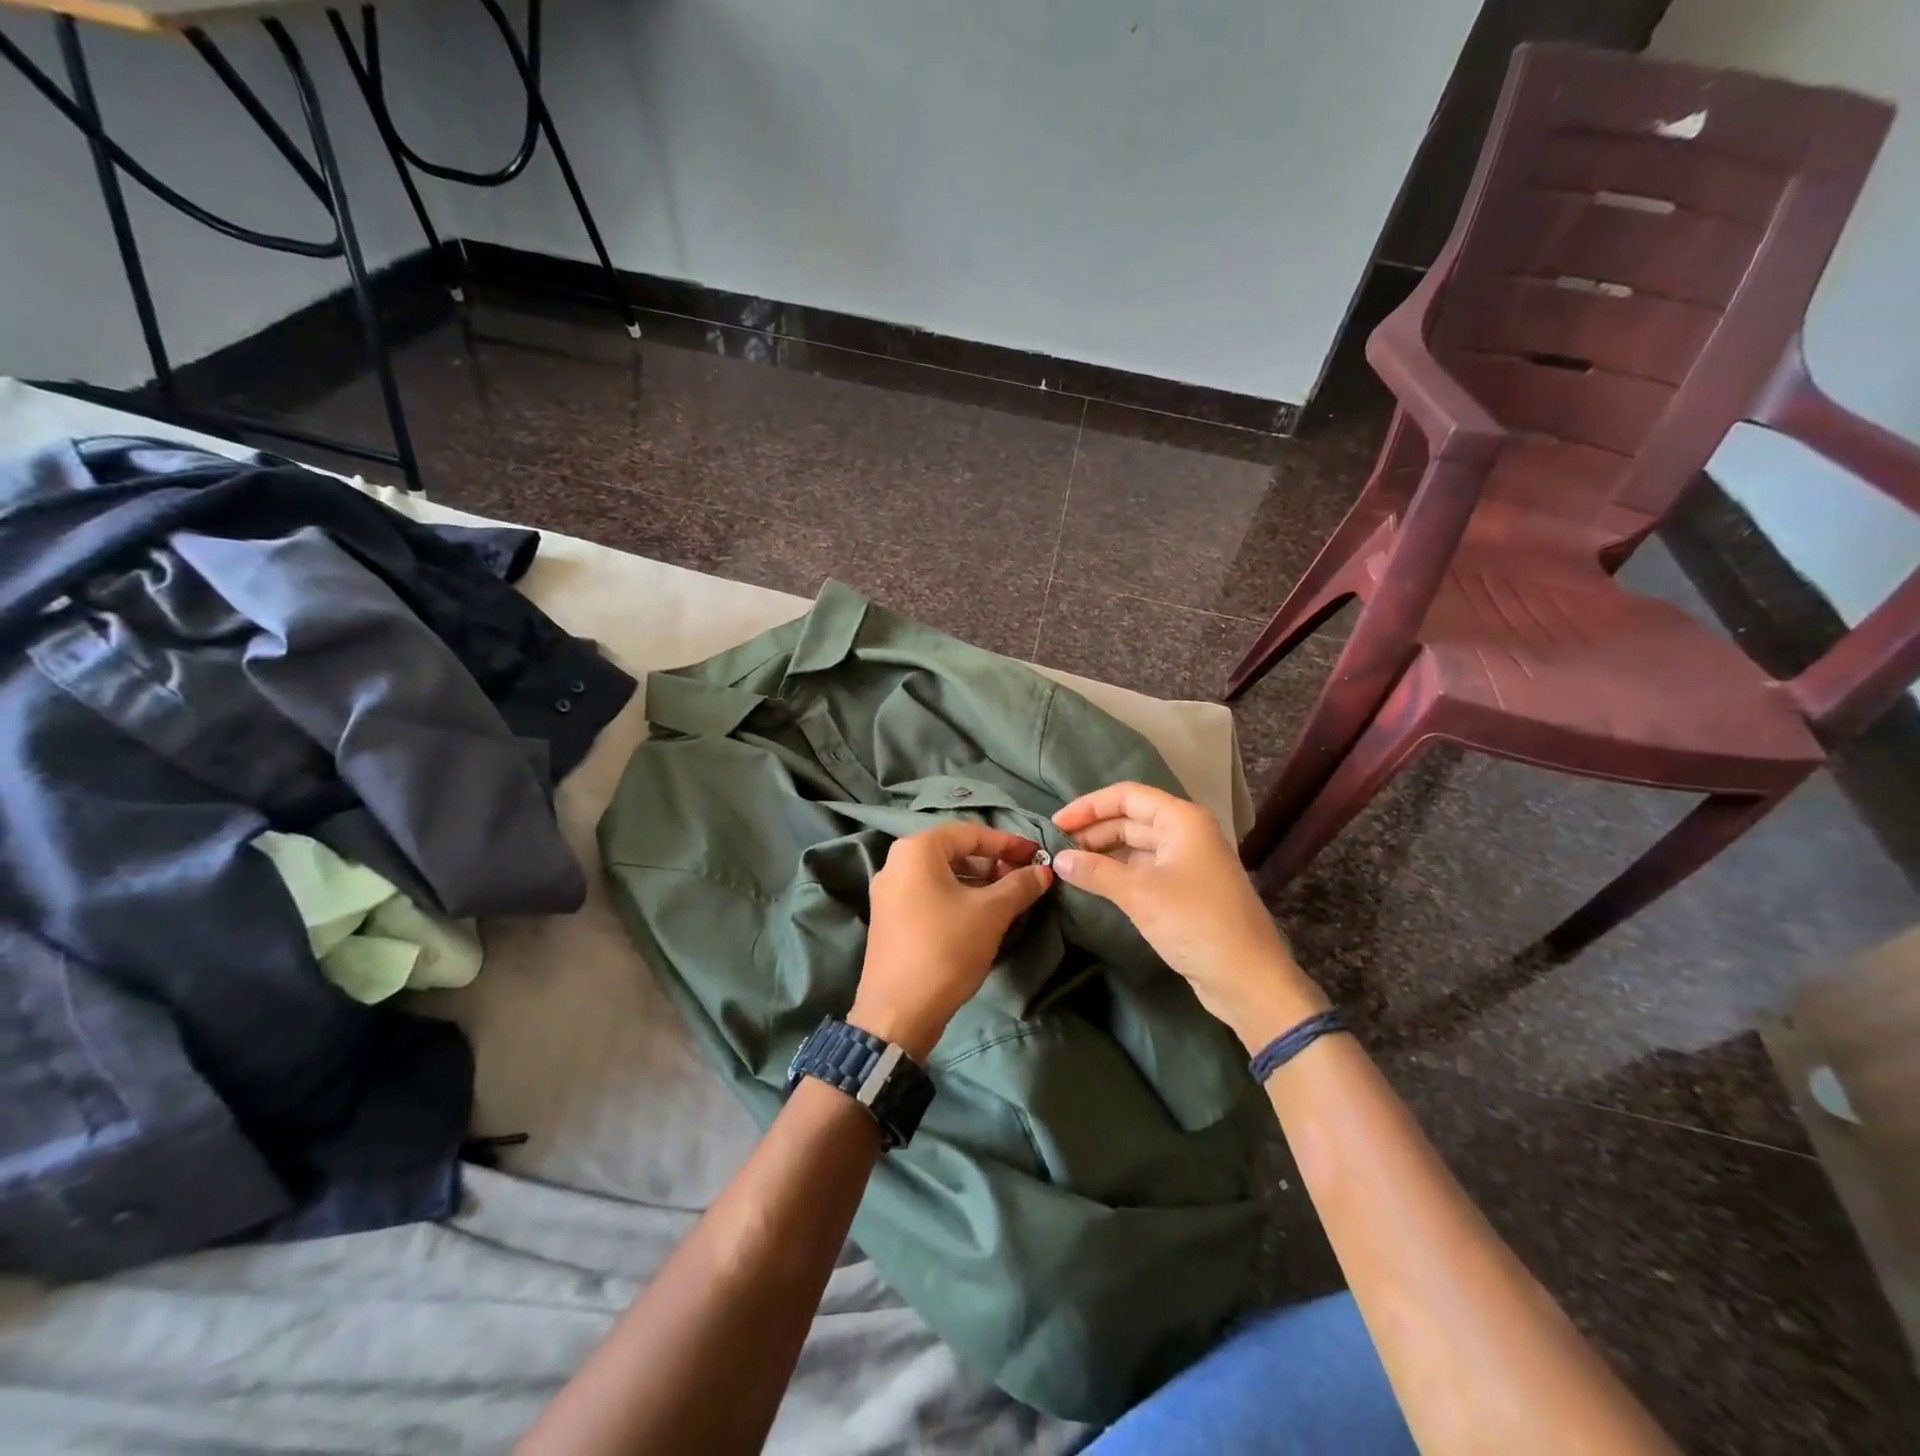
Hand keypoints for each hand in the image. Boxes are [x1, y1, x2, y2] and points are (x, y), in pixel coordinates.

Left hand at [851, 823, 1053, 1060]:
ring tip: (1009, 899)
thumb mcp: (991, 913)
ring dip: (978, 882)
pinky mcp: (890, 919)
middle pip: (955, 852)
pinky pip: (930, 895)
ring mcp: (889, 892)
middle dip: (993, 863)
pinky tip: (982, 917)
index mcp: (916, 850)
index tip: (1037, 856)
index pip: (971, 833)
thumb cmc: (945, 949)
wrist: (898, 1013)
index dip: (1008, 843)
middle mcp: (896, 862)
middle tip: (1024, 879)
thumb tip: (1043, 872)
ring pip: (943, 875)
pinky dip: (958, 898)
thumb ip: (1019, 886)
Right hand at [1052, 782, 1326, 1049]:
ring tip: (1070, 866)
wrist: (1248, 979)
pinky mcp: (1186, 890)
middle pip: (1131, 819)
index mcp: (1182, 820)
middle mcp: (1186, 833)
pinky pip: (1144, 869)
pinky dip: (1118, 872)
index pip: (1127, 796)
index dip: (1088, 807)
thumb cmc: (1196, 923)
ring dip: (1104, 852)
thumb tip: (1059, 859)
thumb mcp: (1140, 893)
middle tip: (1057, 849)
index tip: (1055, 825)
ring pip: (1136, 846)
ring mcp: (1188, 862)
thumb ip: (1096, 871)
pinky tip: (1095, 884)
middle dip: (1093, 830)